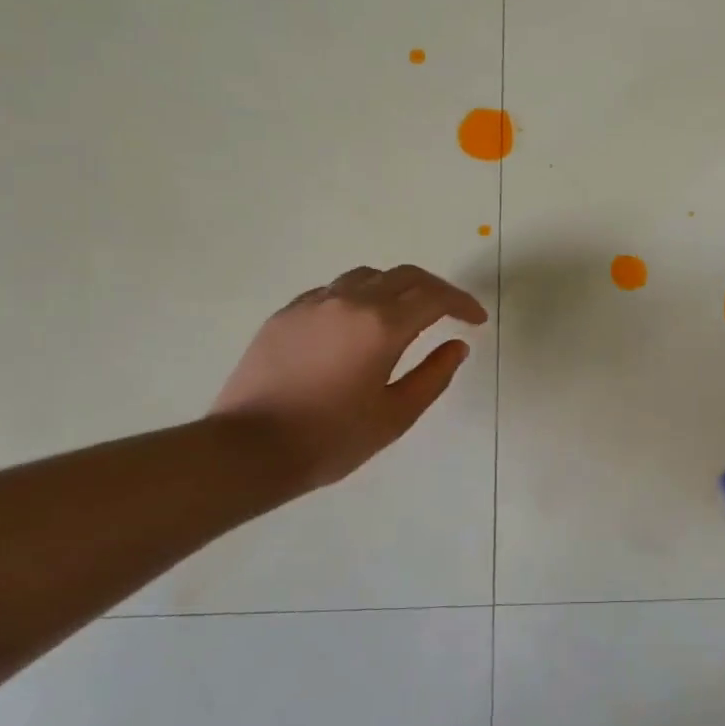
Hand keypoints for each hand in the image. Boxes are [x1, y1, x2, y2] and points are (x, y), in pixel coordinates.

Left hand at [210, 265, 487, 492]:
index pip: (435, 297)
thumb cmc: (330, 438)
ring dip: (396, 288)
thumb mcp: (395, 415)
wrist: (248, 449)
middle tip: (451, 311)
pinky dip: (360, 297)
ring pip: (367, 277)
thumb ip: (433, 376)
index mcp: (382, 325)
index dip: (462, 304)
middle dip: (435, 289)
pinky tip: (359, 324)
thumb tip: (456, 346)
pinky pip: (334, 290)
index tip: (476, 320)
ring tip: (406, 314)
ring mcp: (313, 303)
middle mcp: (350, 301)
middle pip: (404, 276)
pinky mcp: (287, 313)